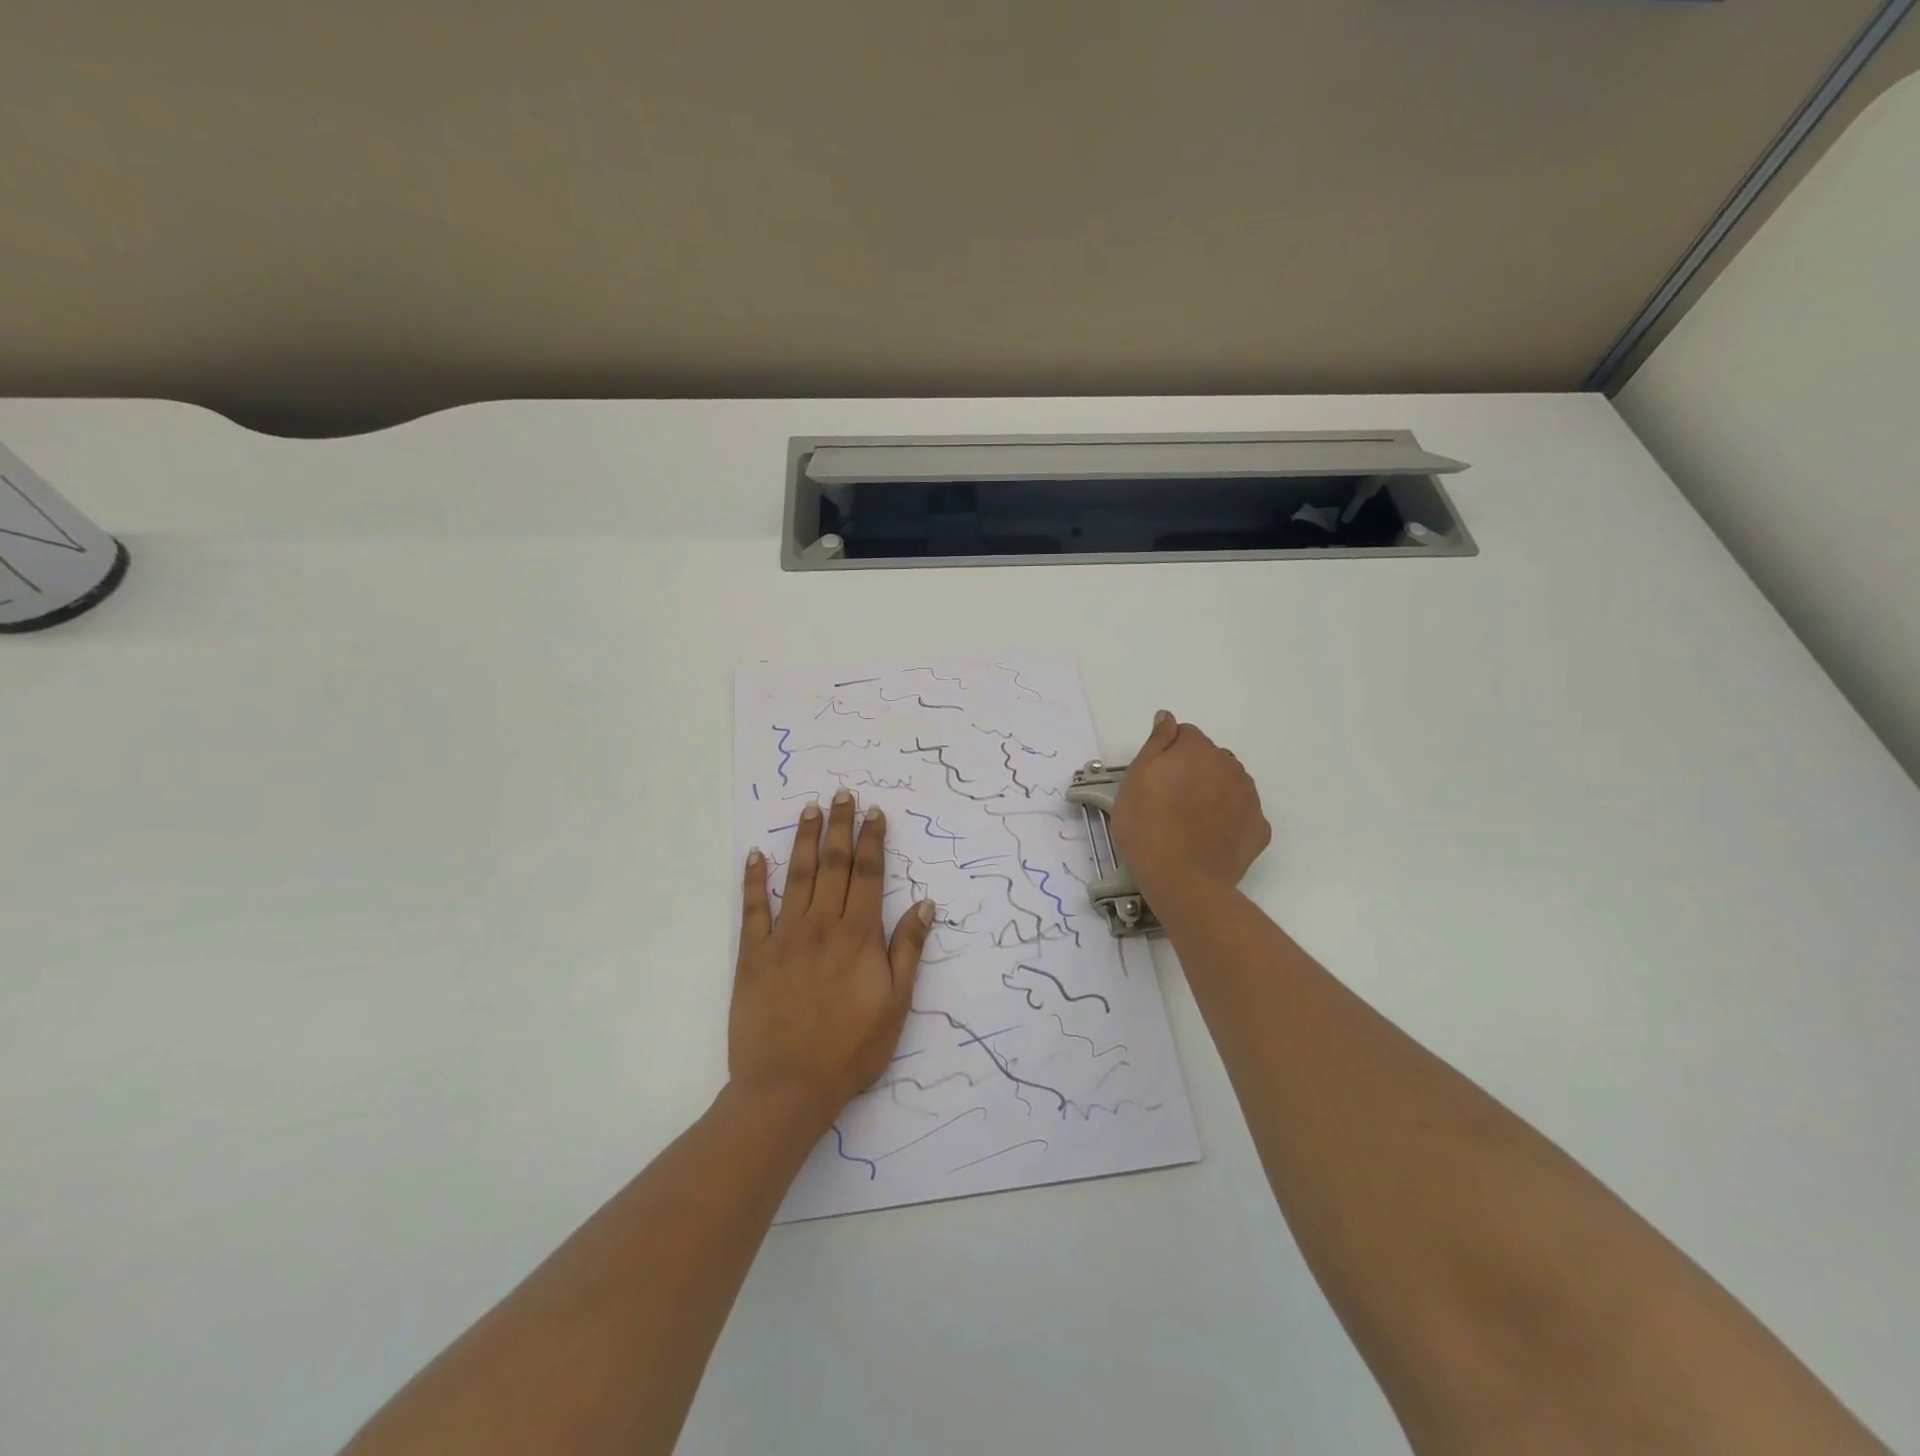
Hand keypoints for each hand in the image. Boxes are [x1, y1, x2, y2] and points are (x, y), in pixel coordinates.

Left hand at [731, 789, 934, 1127]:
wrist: (789, 1085)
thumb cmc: (851, 1048)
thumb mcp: (896, 1003)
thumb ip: (908, 949)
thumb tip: (926, 904)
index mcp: (859, 934)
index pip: (869, 874)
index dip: (872, 840)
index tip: (874, 812)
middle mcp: (823, 924)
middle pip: (834, 864)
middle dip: (840, 826)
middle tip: (842, 794)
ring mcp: (785, 936)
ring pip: (797, 875)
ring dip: (804, 839)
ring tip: (810, 809)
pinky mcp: (754, 953)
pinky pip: (754, 908)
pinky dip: (755, 879)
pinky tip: (756, 855)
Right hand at [1111, 710, 1269, 905]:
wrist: (1182, 880)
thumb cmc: (1148, 826)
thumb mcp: (1135, 779)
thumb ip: (1156, 743)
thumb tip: (1168, 718)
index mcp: (1197, 750)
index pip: (1185, 735)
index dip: (1168, 754)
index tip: (1155, 779)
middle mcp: (1229, 765)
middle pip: (1210, 758)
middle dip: (1193, 770)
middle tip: (1169, 802)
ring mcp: (1248, 797)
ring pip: (1228, 783)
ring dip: (1213, 792)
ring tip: (1190, 822)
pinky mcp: (1259, 827)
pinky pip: (1242, 813)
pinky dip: (1229, 819)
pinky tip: (1210, 837)